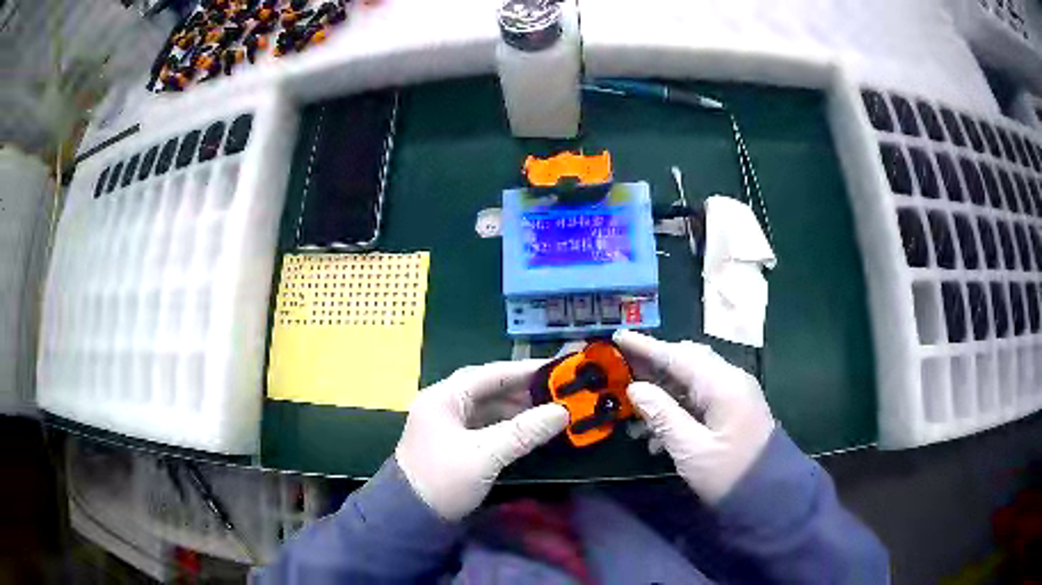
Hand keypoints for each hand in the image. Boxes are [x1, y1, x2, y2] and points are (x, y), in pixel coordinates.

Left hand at [395, 361, 568, 520]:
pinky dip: (507, 424)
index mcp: (443, 397)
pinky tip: (528, 429)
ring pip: (487, 407)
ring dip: (516, 408)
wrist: (411, 517)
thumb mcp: (485, 455)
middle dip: (522, 390)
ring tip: (550, 411)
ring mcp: (446, 424)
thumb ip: (523, 432)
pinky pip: (485, 424)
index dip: (524, 371)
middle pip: (488, 389)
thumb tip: (563, 411)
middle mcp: (443, 404)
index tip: (557, 370)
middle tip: (559, 392)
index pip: (489, 373)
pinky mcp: (452, 443)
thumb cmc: (444, 480)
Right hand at [613, 330, 775, 503]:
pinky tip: (658, 436)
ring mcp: (735, 395)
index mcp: (721, 385)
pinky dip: (678, 409)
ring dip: (663, 394)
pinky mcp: (734, 410)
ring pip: (692, 381)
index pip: (677, 356)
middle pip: (686, 362)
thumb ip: (662, 415)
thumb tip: (636, 389)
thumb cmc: (729, 474)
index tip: (618, 337)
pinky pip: (701, 399)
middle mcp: (730, 380)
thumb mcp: (691, 449)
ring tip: (635, 419)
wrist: (770, 495)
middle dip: (654, 367)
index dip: (646, 347)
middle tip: (623, 373)